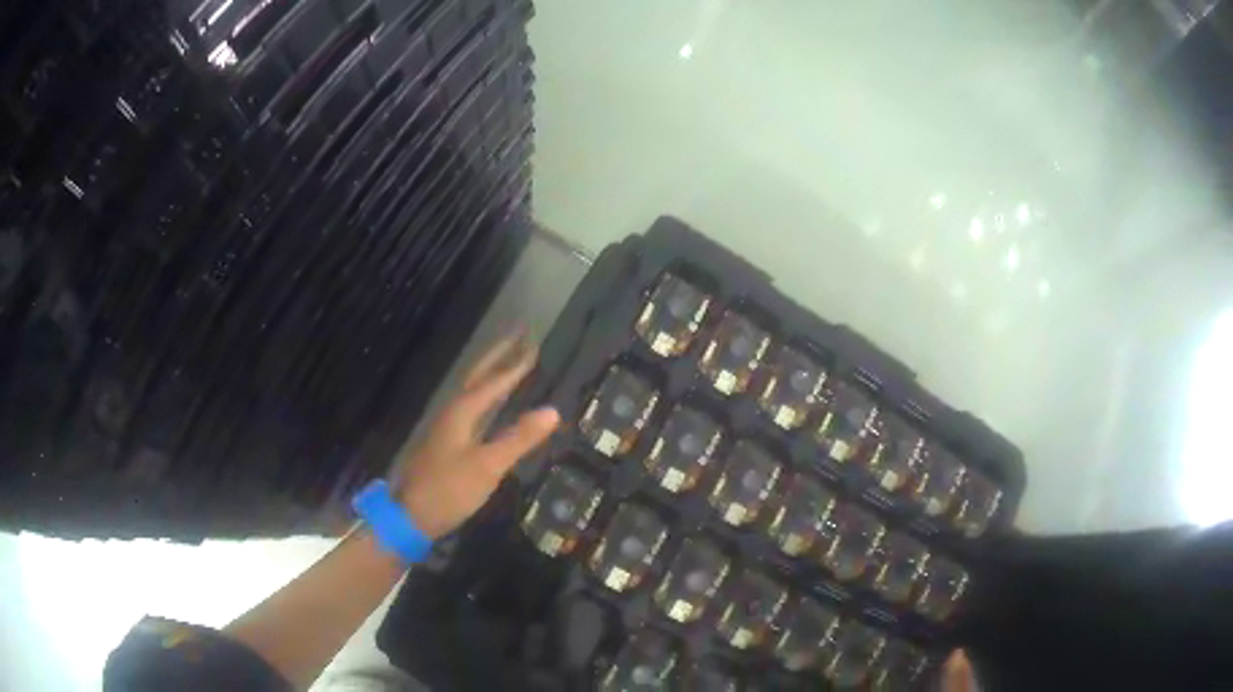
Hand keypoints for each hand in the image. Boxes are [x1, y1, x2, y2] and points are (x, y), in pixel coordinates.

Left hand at [393, 333, 559, 538]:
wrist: (410, 515)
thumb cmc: (449, 490)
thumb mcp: (488, 466)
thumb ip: (519, 438)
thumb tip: (552, 410)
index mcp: (462, 412)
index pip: (494, 381)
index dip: (515, 364)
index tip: (534, 343)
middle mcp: (452, 412)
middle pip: (477, 375)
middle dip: (498, 353)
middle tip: (518, 334)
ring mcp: (445, 427)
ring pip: (472, 389)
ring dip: (491, 371)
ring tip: (508, 359)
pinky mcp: (444, 442)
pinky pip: (470, 406)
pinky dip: (485, 394)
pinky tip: (489, 403)